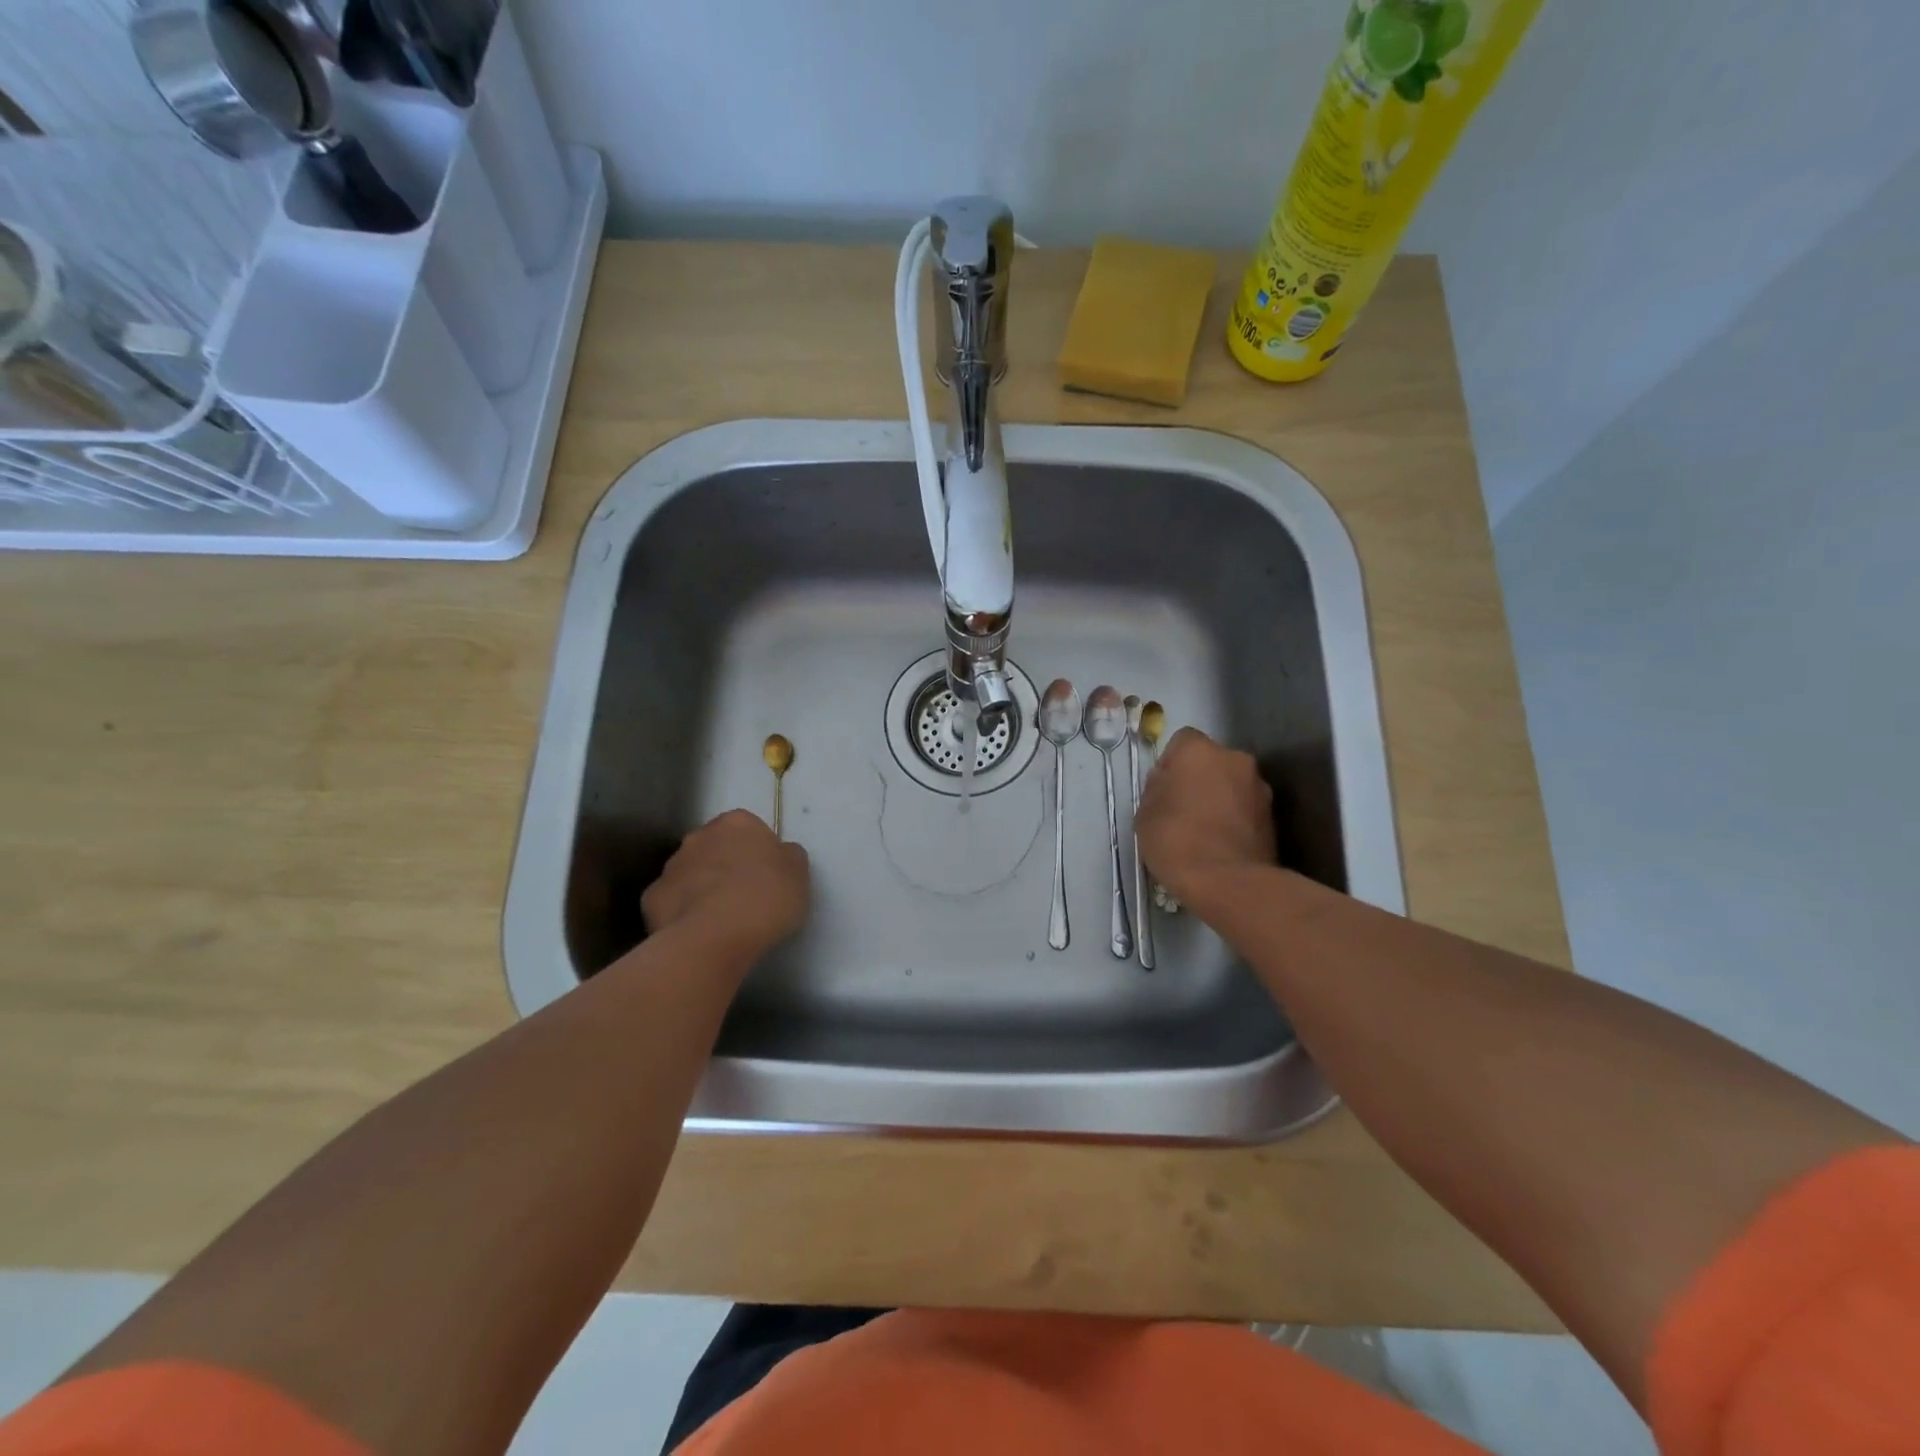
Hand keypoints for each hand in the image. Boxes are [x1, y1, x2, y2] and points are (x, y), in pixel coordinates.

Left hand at [642, 810, 810, 958]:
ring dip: (703, 887)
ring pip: (691, 873)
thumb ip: (789, 856)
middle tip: (746, 896)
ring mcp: (671, 866)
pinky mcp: (651, 898)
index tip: (768, 876)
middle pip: (716, 847)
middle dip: (726, 865)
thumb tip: (781, 854)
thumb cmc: (766, 898)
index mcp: (737, 823)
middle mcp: (699, 836)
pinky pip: (672, 901)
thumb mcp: (799, 874)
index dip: (759, 852)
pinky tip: (698, 931)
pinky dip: (682, 912)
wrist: (715, 937)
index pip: (749, 829)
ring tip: (722, 919)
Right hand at [1135, 728, 1275, 908]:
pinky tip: (1220, 844)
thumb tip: (1168, 784)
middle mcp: (1235, 759)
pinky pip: (1246, 809)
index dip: (1170, 763)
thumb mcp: (1144, 813)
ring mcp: (1260, 787)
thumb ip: (1157, 788)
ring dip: (1219, 798)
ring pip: (1231, 785)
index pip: (1182, 741)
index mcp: (1199, 751)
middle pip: (1211, 761)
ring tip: (1203, 831)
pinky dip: (1234, 819)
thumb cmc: (1176, 840)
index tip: (1162, 790)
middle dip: (1198, 779)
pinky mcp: (1273, 816)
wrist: (1228, 882)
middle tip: (1182, 809)